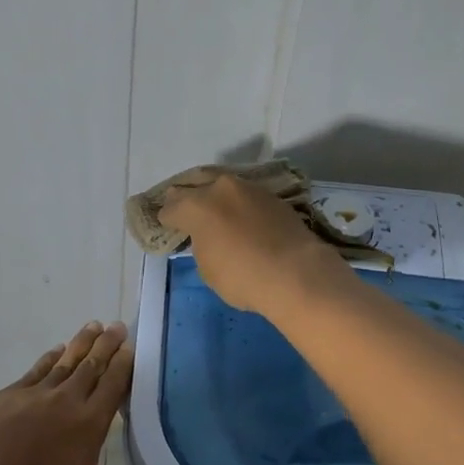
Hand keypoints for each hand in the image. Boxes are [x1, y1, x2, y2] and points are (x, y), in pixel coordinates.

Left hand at [0, 322, 192, 464]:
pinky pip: (34, 371)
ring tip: (92, 326)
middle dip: (107, 345)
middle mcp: (63, 399)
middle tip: (118, 324)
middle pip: (90, 365)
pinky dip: (48, 359)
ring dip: (80, 343)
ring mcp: (30, 394)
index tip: (134, 344)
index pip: (113, 384)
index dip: (125, 363)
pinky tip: (52, 354)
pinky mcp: (3, 397)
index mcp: (88, 423)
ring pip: (62, 362)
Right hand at [157, 174, 349, 314]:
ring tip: (215, 212)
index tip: (168, 226)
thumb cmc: (242, 277)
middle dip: (186, 198)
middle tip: (184, 209)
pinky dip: (239, 205)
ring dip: (216, 198)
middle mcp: (220, 188)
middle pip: (195, 186)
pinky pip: (246, 197)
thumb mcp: (208, 269)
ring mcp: (249, 189)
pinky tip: (241, 218)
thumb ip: (202, 245)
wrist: (296, 273)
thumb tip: (209, 238)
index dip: (167, 219)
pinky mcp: (273, 196)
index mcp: (196, 206)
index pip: (171, 208)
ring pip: (223, 187)